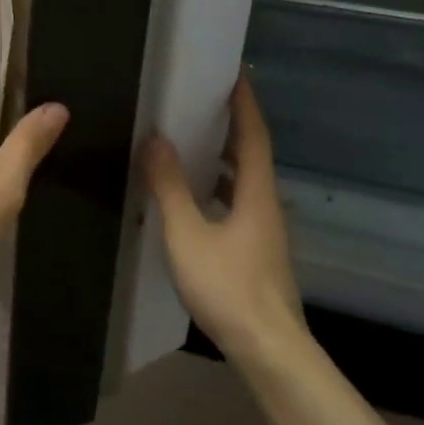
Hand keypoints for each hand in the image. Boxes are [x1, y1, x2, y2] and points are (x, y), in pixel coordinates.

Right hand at [142, 75, 308, 365]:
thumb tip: (155, 139)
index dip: (244, 104)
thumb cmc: (228, 287)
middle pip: (252, 157)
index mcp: (256, 194)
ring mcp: (265, 233)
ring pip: (245, 184)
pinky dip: (218, 191)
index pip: (253, 136)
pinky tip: (195, 202)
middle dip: (231, 128)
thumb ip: (169, 187)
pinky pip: (238, 206)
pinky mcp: (257, 254)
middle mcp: (267, 206)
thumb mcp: (187, 234)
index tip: (234, 75)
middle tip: (202, 105)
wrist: (268, 349)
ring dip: (224, 161)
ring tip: (193, 145)